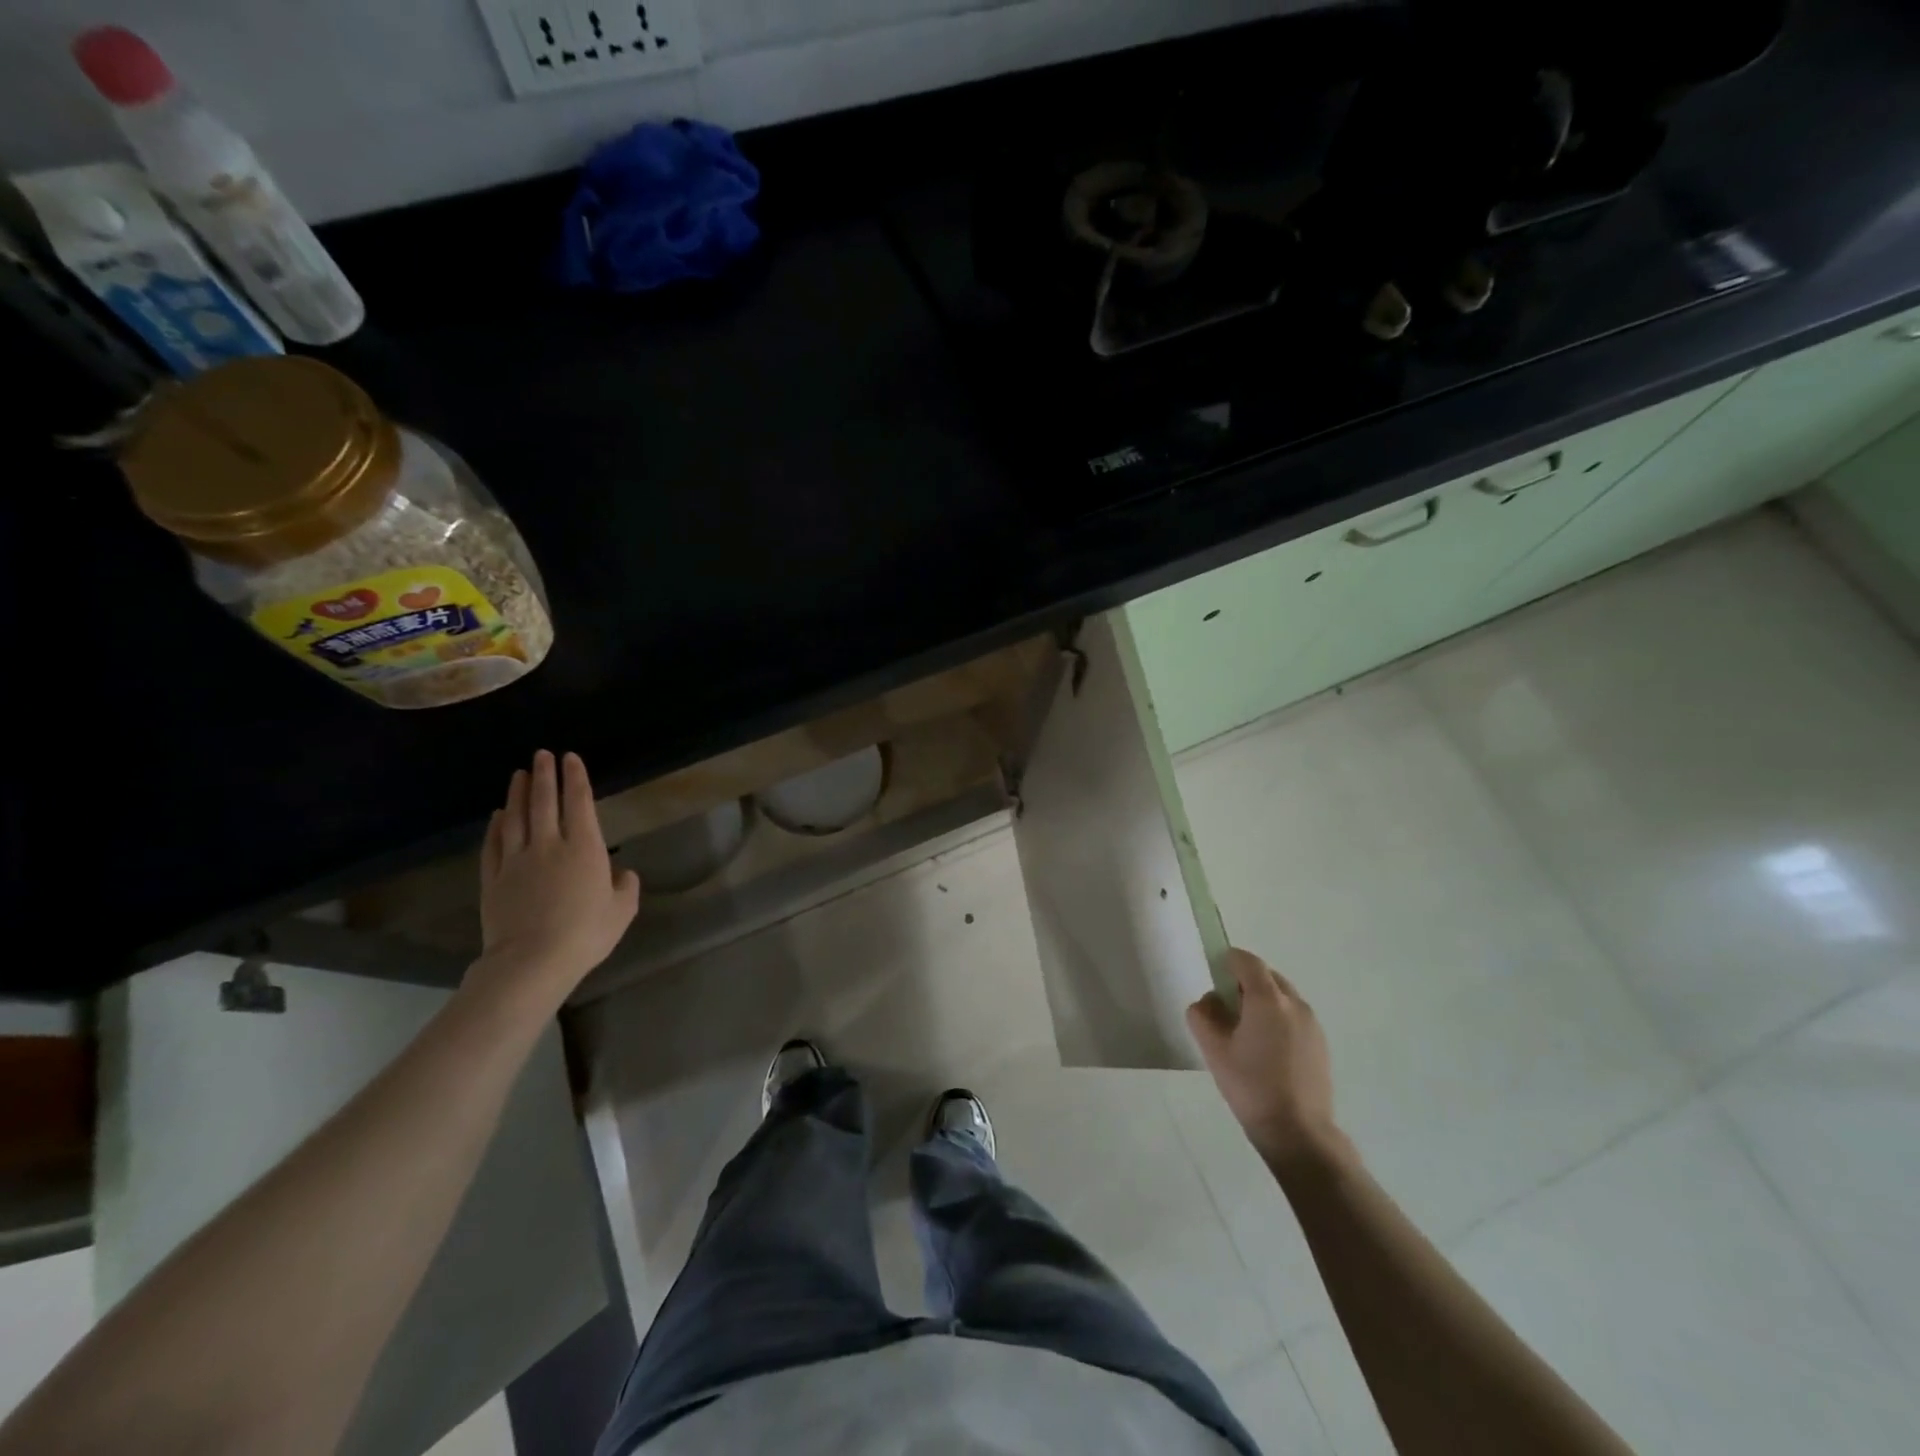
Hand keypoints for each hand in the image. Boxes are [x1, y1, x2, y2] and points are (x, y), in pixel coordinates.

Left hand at [470, 750, 640, 1013]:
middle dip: (545, 775)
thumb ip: (625, 887)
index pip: (579, 803)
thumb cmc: (585, 934)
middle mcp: (549, 845)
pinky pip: (494, 845)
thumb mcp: (622, 911)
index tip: (571, 758)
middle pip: (545, 802)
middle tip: (542, 754)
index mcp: (585, 848)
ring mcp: (517, 861)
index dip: (576, 778)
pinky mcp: (494, 879)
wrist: (532, 961)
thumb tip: (622, 873)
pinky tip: (497, 815)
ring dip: (519, 794)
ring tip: (519, 774)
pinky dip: (496, 827)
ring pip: (516, 818)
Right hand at [1187, 948, 1343, 1168]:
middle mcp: (1294, 1003)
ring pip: (1283, 996)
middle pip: (1267, 975)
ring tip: (1247, 1032)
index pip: (1247, 961)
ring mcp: (1312, 1023)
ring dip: (1263, 1001)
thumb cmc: (1251, 1086)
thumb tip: (1209, 1001)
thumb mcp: (1213, 1050)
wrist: (1298, 1132)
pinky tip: (1267, 1050)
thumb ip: (1202, 1015)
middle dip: (1245, 982)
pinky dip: (1278, 1019)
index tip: (1214, 975)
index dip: (1227, 961)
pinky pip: (1294, 1016)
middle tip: (1227, 1007)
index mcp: (1268, 999)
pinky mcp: (1321, 1043)